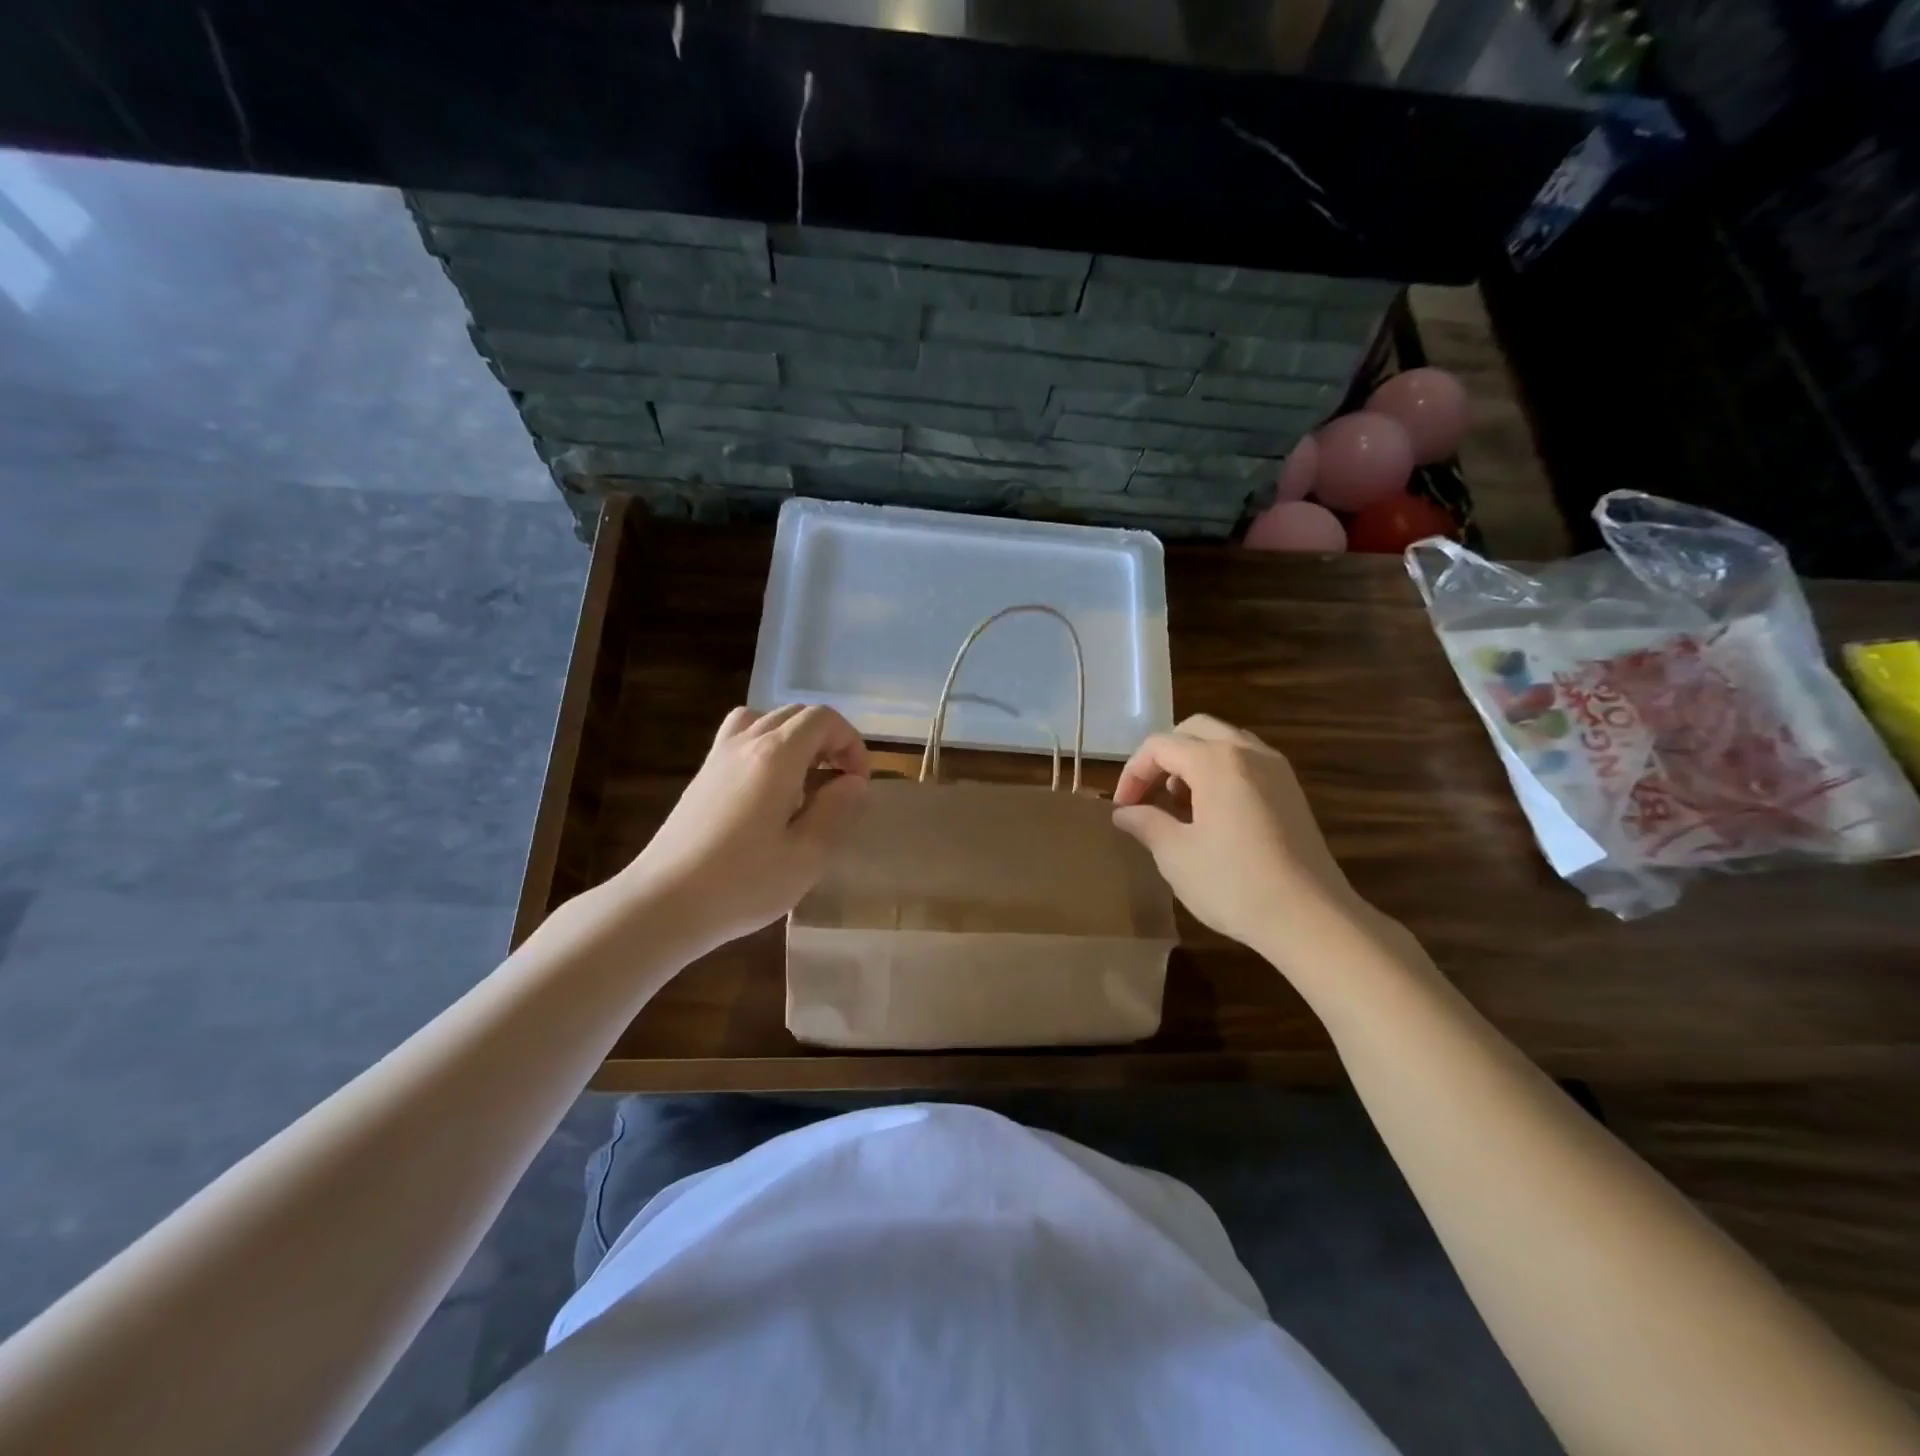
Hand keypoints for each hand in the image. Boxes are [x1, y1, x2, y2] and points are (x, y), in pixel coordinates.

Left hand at [620, 705, 868, 954]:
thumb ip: (837, 811)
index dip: (851, 743)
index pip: (823, 719)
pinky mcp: (702, 776)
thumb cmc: (743, 883)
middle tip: (838, 786)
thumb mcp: (807, 855)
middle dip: (827, 740)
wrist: (663, 903)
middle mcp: (746, 743)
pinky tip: (768, 792)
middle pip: (795, 714)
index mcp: (776, 756)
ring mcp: (719, 757)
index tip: (856, 785)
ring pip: (765, 719)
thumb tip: (853, 782)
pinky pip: (740, 737)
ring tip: (803, 781)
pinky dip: (765, 747)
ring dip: (794, 739)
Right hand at [1111, 715, 1367, 960]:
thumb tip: (1125, 813)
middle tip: (1148, 794)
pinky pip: (1247, 763)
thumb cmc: (1234, 884)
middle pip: (1195, 731)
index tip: (1123, 808)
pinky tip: (1213, 815)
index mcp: (1216, 761)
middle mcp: (1249, 752)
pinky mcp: (1292, 793)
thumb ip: (1146, 823)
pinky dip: (1221, 774)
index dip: (1133, 773)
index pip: (1160, 746)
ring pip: (1224, 743)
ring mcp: (1277, 770)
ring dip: (1193, 763)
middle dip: (1164, 757)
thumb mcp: (1176, 855)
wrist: (1311, 919)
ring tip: (1179, 804)